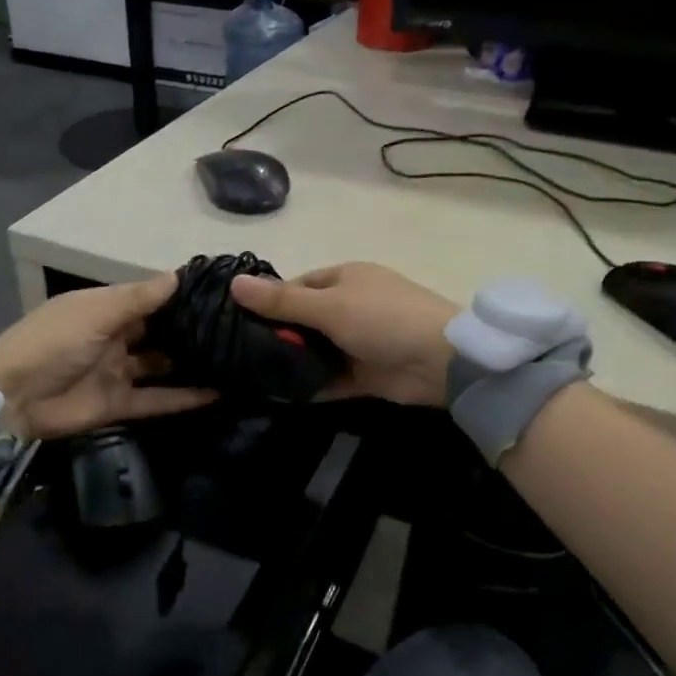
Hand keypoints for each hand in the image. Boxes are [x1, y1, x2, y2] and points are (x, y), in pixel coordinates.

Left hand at [0, 274, 215, 438]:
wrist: (11, 399)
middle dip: (189, 330)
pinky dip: (184, 398)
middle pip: (158, 332)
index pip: (148, 299)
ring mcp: (117, 372)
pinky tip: (218, 394)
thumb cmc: (53, 342)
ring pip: (161, 366)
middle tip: (236, 327)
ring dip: (191, 363)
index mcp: (104, 309)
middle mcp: (114, 337)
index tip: (218, 292)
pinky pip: (157, 399)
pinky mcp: (119, 404)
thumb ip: (139, 298)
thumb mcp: (95, 312)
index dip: (178, 296)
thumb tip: (178, 274)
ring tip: (235, 358)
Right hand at [229, 262, 458, 407]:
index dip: (270, 301)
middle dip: (278, 336)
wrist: (441, 361)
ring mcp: (359, 341)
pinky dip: (310, 386)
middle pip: (304, 320)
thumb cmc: (382, 318)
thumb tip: (234, 283)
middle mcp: (350, 306)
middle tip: (238, 354)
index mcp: (344, 278)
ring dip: (293, 363)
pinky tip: (279, 396)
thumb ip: (282, 301)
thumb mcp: (328, 306)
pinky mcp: (365, 374)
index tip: (237, 321)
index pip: (297, 286)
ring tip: (250, 377)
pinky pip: (330, 379)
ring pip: (315, 351)